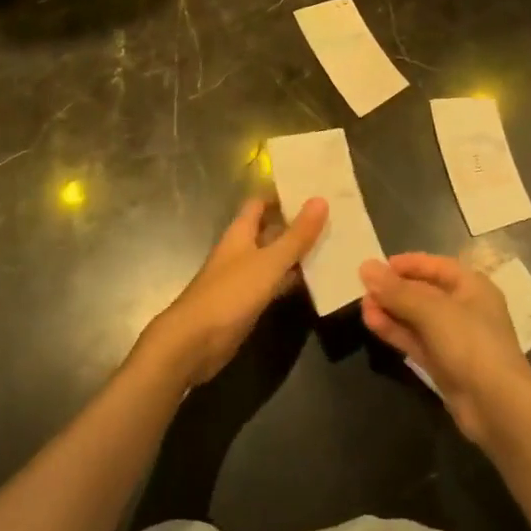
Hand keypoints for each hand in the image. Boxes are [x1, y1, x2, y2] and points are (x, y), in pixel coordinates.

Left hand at [138, 197, 327, 387]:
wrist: (194, 342)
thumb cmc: (230, 294)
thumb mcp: (268, 262)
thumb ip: (295, 236)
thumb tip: (320, 199)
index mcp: (241, 232)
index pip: (260, 203)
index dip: (282, 195)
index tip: (312, 189)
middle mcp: (242, 250)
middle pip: (271, 230)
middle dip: (297, 224)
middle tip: (333, 216)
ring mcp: (245, 277)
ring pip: (275, 258)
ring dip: (298, 253)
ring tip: (335, 244)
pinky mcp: (249, 303)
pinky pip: (275, 283)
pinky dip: (293, 280)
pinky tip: (318, 281)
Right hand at [359, 253, 530, 446]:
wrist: (497, 406)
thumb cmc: (470, 342)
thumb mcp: (431, 309)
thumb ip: (396, 290)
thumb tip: (366, 267)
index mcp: (472, 286)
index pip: (435, 266)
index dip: (407, 264)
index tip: (377, 267)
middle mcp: (464, 308)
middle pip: (423, 292)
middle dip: (394, 290)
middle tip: (363, 289)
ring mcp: (454, 339)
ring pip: (416, 318)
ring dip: (391, 311)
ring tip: (363, 307)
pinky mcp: (443, 364)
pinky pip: (415, 340)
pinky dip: (395, 331)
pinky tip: (372, 323)